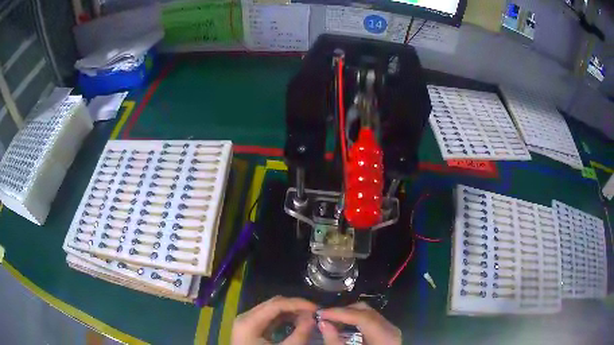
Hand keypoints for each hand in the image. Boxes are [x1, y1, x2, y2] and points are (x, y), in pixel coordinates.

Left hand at [232, 296, 317, 344]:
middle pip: (273, 304)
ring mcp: (247, 322)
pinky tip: (296, 321)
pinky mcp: (251, 328)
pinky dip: (284, 318)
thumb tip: (312, 318)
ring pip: (271, 309)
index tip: (317, 309)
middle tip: (314, 313)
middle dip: (295, 306)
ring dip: (291, 311)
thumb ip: (299, 334)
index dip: (298, 304)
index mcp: (249, 321)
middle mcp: (245, 317)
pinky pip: (268, 317)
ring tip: (308, 317)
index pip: (276, 304)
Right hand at [318, 302, 400, 344]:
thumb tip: (323, 323)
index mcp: (384, 337)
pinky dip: (356, 319)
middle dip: (343, 311)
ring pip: (369, 313)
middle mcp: (390, 329)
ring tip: (332, 319)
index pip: (362, 317)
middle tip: (325, 315)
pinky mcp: (387, 331)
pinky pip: (371, 319)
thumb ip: (334, 341)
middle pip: (366, 311)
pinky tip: (344, 324)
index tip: (321, 313)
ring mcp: (391, 329)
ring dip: (349, 314)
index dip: (340, 313)